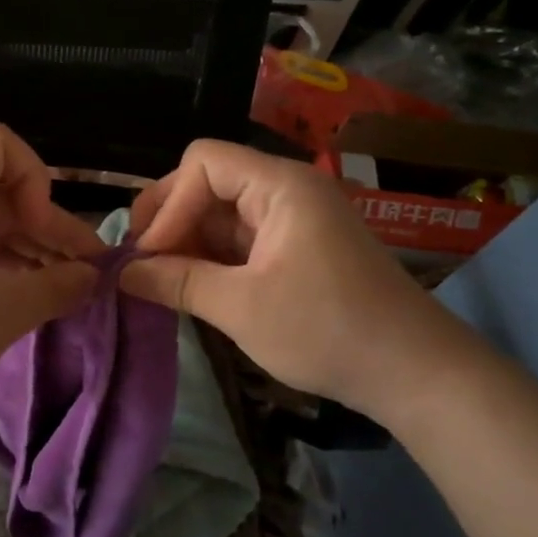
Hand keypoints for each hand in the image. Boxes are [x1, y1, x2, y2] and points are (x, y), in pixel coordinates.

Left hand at [0, 124, 104, 408]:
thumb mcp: (4, 309)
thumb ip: (59, 286)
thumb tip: (94, 277)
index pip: (0, 144)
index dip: (33, 177)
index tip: (39, 228)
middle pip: (2, 189)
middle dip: (48, 226)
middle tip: (88, 271)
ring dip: (32, 251)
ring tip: (70, 290)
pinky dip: (5, 267)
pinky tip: (34, 298)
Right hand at [121, 139, 490, 426]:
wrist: (416, 373)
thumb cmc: (328, 330)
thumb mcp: (242, 308)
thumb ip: (177, 283)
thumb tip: (121, 273)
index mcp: (280, 185)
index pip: (203, 163)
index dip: (169, 204)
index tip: (149, 256)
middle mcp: (286, 189)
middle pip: (209, 181)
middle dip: (170, 219)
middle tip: (140, 263)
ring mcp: (293, 219)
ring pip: (221, 212)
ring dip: (187, 242)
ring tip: (160, 281)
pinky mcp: (296, 247)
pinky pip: (240, 238)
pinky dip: (211, 258)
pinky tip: (192, 286)